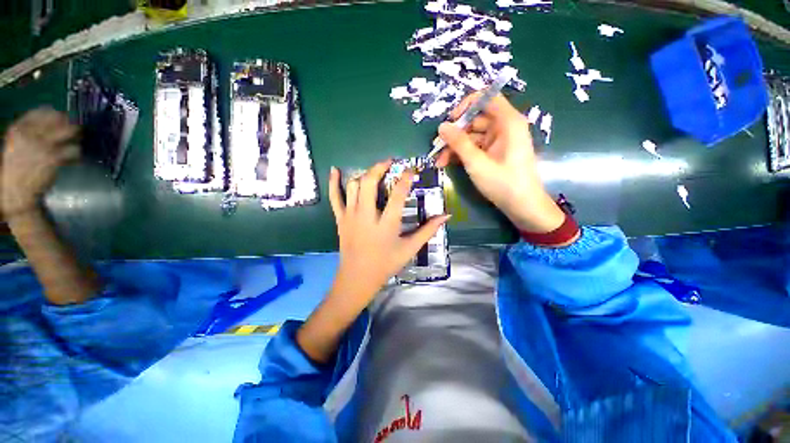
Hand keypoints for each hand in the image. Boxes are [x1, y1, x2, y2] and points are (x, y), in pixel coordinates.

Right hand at [2, 108, 79, 216]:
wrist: (14, 191)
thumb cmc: (15, 167)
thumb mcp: (17, 144)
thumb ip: (30, 132)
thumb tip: (49, 121)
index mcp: (18, 128)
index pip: (42, 111)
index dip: (55, 114)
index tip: (61, 118)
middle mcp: (31, 133)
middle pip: (59, 118)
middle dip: (70, 124)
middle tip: (75, 130)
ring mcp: (43, 145)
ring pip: (70, 131)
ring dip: (77, 135)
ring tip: (79, 140)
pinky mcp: (54, 158)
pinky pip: (74, 150)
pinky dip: (77, 154)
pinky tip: (75, 158)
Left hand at [327, 160, 449, 310]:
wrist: (357, 278)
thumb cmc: (385, 264)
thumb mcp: (409, 249)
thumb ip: (427, 231)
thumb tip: (445, 215)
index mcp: (386, 225)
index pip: (397, 195)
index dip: (405, 179)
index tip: (410, 169)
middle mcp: (366, 216)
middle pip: (369, 183)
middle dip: (379, 167)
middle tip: (389, 162)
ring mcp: (350, 216)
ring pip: (354, 186)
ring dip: (365, 175)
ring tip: (375, 172)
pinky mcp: (340, 219)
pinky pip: (334, 198)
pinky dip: (333, 183)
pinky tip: (334, 170)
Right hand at [435, 93, 563, 233]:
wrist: (522, 206)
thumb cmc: (503, 183)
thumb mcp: (477, 163)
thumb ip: (459, 143)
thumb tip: (441, 126)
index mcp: (507, 122)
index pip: (486, 97)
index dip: (466, 105)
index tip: (450, 121)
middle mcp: (504, 127)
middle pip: (475, 119)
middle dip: (454, 134)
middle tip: (437, 148)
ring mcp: (498, 141)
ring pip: (472, 136)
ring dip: (455, 147)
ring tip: (439, 162)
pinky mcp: (494, 153)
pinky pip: (475, 147)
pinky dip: (462, 154)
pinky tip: (448, 164)